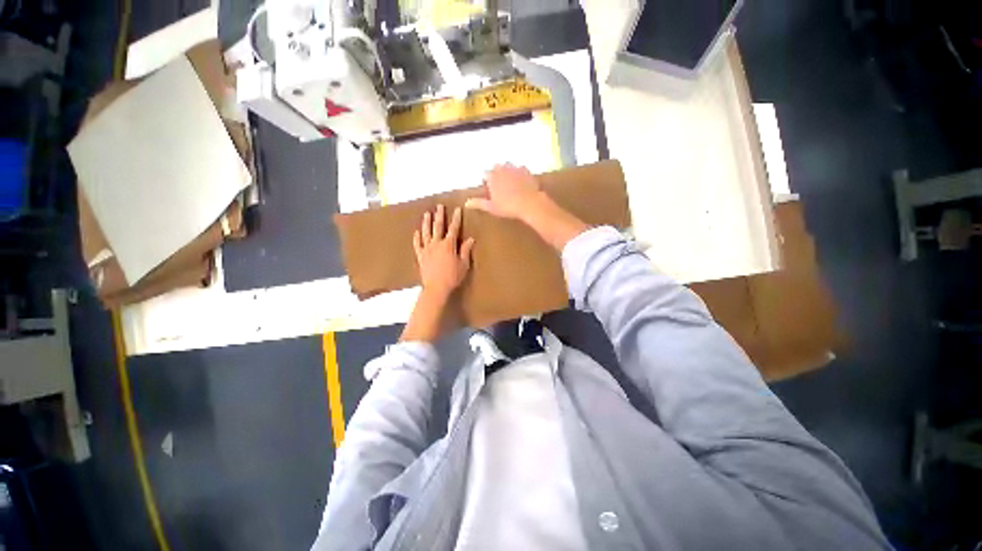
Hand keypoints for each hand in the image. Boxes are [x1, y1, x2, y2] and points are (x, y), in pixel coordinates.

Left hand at [413, 205, 475, 298]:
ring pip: (426, 232)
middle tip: (439, 206)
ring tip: (427, 214)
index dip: (456, 218)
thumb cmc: (452, 276)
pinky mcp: (420, 256)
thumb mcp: (463, 264)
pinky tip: (416, 232)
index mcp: (448, 245)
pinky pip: (417, 244)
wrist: (436, 287)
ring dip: (426, 222)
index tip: (457, 209)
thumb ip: (465, 250)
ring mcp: (427, 249)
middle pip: (438, 226)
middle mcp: (437, 243)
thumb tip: (471, 239)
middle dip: (439, 215)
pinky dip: (417, 237)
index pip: (454, 228)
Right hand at [467, 164, 588, 251]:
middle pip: (496, 168)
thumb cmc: (508, 206)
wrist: (530, 203)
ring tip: (510, 183)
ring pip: (508, 166)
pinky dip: (519, 173)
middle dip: (496, 174)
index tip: (489, 190)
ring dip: (507, 171)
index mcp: (492, 176)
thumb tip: (466, 203)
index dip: (487, 182)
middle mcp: (502, 169)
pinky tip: (521, 182)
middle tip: (500, 187)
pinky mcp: (526, 171)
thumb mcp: (491, 207)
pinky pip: (520, 169)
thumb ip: (479, 203)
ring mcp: (515, 168)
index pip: (485, 175)